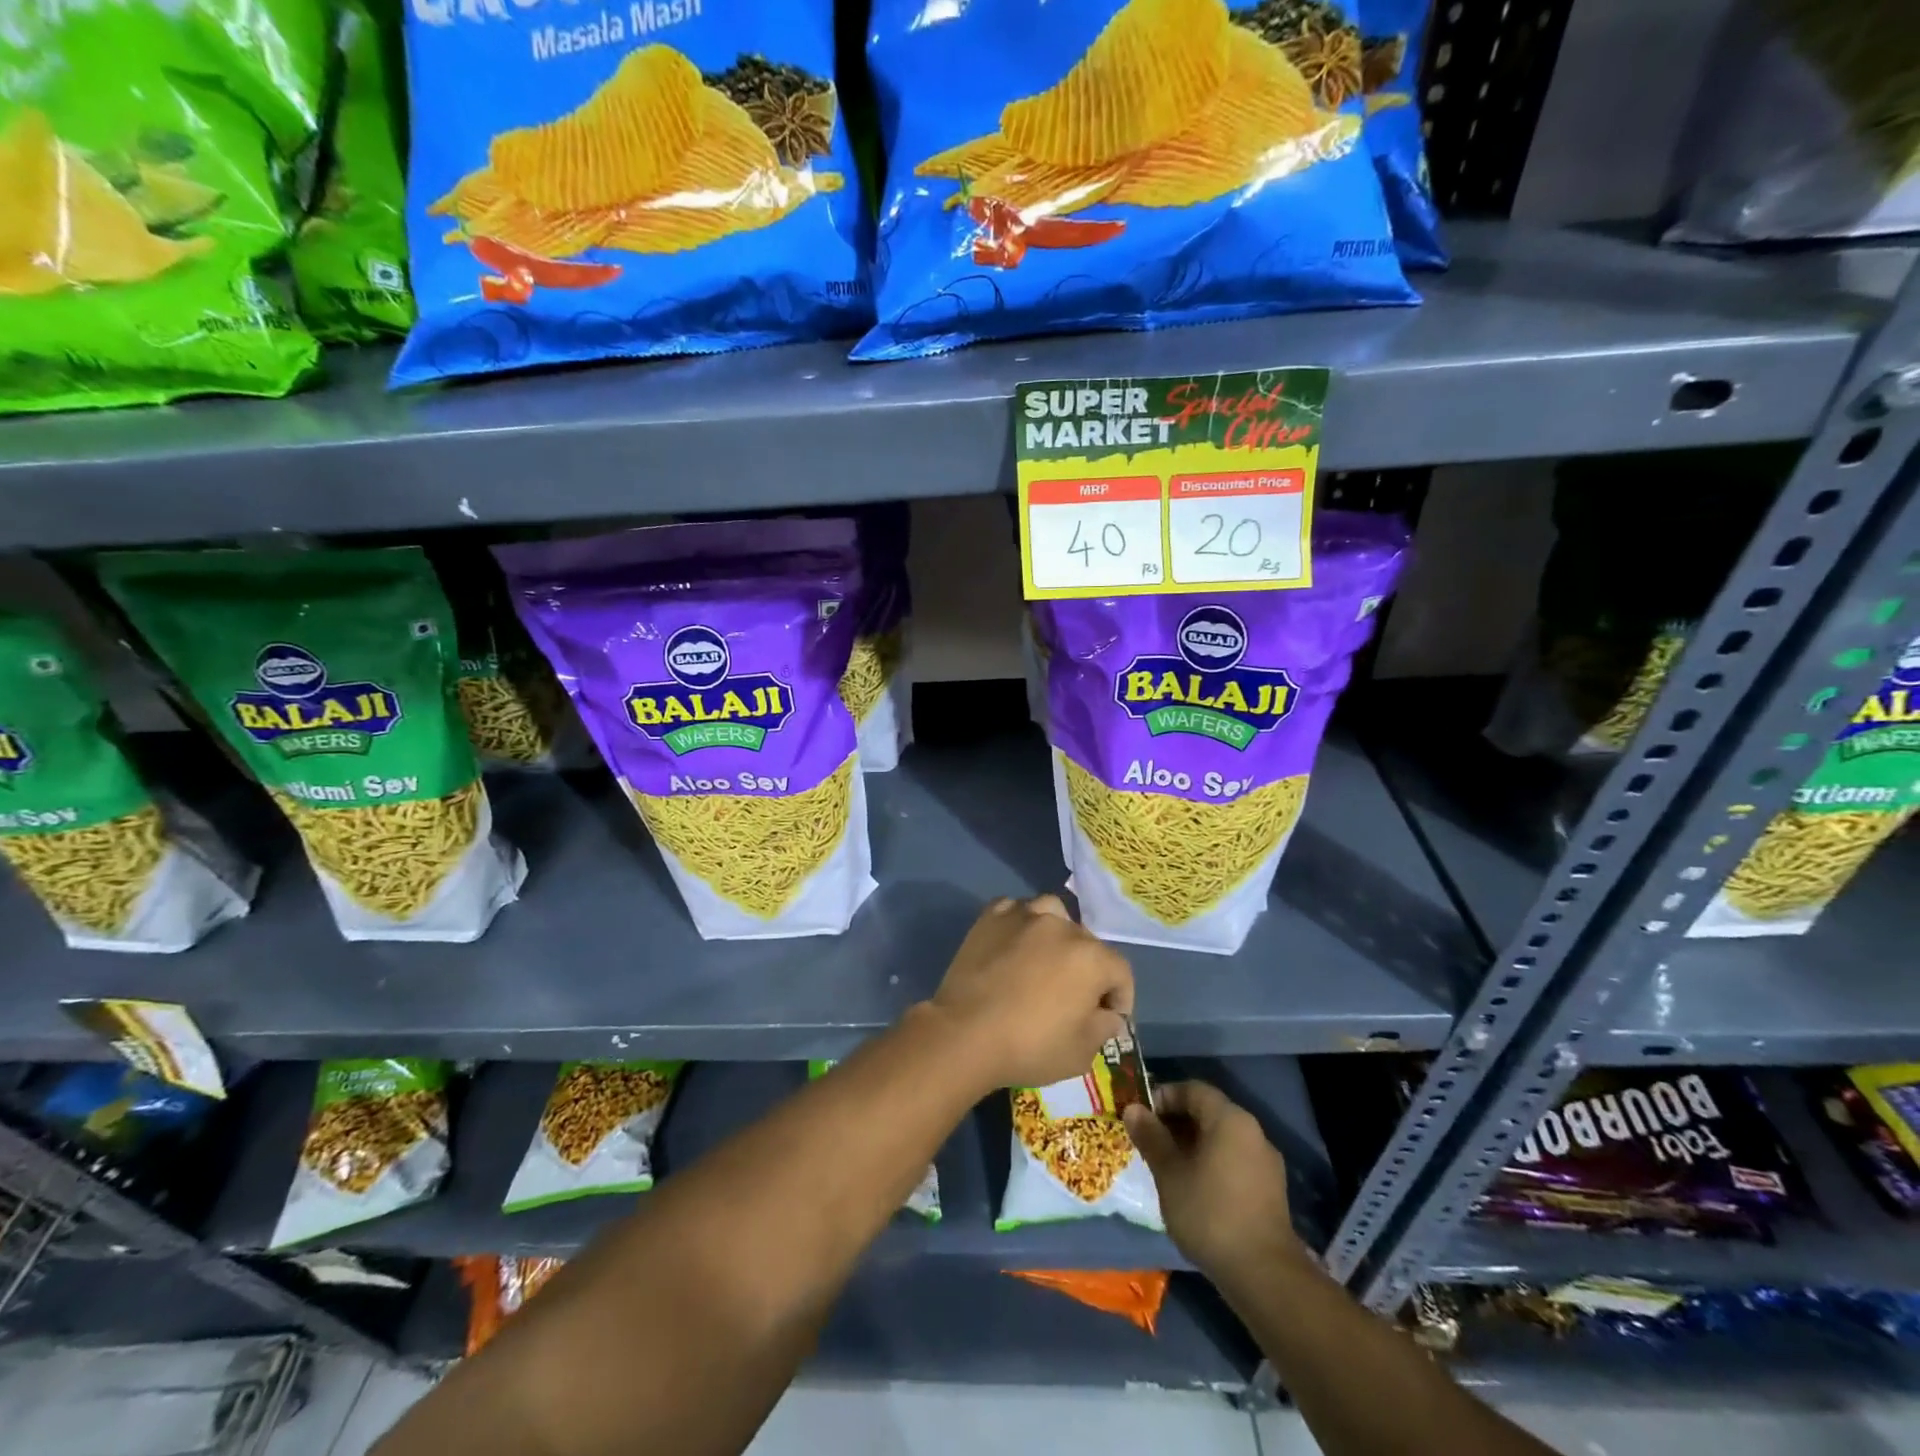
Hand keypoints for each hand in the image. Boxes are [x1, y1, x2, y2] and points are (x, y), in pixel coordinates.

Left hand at [928, 895, 1132, 1090]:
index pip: (1120, 972)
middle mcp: (1061, 926)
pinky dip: (1021, 924)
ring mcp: (1024, 916)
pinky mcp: (991, 917)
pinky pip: (1016, 911)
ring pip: (1053, 914)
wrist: (965, 1033)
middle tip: (1074, 996)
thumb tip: (1109, 1014)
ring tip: (1046, 959)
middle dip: (1089, 969)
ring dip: (1057, 934)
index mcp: (1091, 957)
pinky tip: (1015, 943)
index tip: (1109, 1018)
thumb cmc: (1029, 1046)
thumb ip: (1104, 1027)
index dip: (1120, 997)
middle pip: (1087, 943)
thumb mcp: (1081, 1052)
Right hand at [1124, 1082, 1300, 1279]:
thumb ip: (1151, 1137)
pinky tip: (1193, 1189)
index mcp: (1230, 1119)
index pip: (1192, 1089)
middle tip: (1148, 1141)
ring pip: (1220, 1139)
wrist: (1264, 1276)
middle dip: (1176, 1122)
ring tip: (1166, 1166)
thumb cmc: (1210, 1213)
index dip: (1163, 1096)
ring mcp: (1265, 1162)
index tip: (1140, 1116)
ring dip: (1192, 1144)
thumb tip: (1133, 1109)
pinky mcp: (1270, 1191)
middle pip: (1208, 1112)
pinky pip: (1233, 1161)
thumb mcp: (1169, 1173)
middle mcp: (1253, 1132)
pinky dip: (1210, 1163)